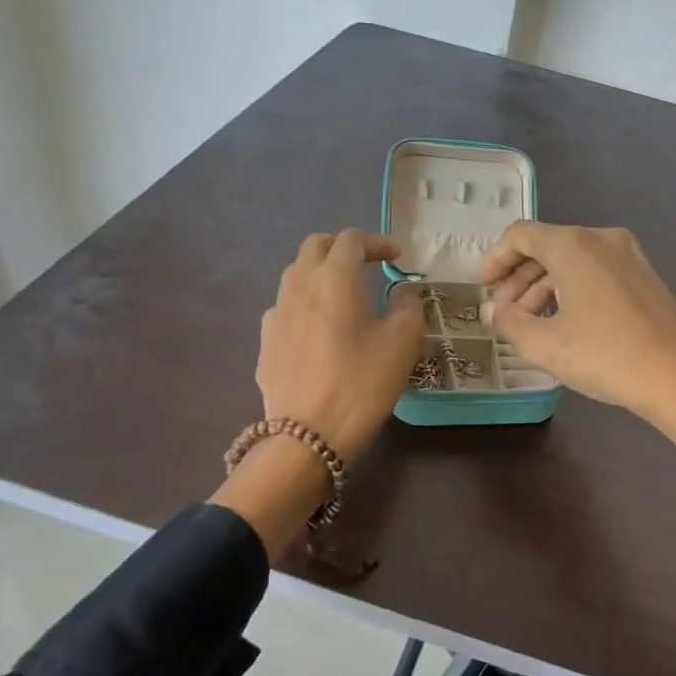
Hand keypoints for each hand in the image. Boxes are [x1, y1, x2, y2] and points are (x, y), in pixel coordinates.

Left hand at [216, 230, 424, 552]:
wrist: (308, 435)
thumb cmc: (362, 382)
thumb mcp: (402, 343)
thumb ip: (408, 306)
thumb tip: (404, 291)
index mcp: (334, 278)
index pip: (351, 240)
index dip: (377, 242)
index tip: (397, 257)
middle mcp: (299, 286)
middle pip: (315, 247)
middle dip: (343, 248)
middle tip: (368, 264)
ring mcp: (276, 314)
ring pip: (296, 275)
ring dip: (321, 273)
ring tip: (344, 295)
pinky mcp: (266, 342)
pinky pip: (286, 307)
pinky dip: (306, 303)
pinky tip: (320, 330)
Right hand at [478, 222, 675, 506]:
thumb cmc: (606, 356)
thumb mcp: (545, 344)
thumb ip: (508, 321)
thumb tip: (490, 309)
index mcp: (573, 245)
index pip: (520, 236)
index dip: (495, 259)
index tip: (483, 288)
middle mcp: (602, 238)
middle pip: (546, 246)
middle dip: (518, 279)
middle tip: (503, 314)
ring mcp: (629, 255)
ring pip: (572, 261)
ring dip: (543, 287)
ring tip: (531, 325)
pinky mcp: (644, 275)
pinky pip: (595, 271)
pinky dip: (571, 289)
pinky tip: (565, 323)